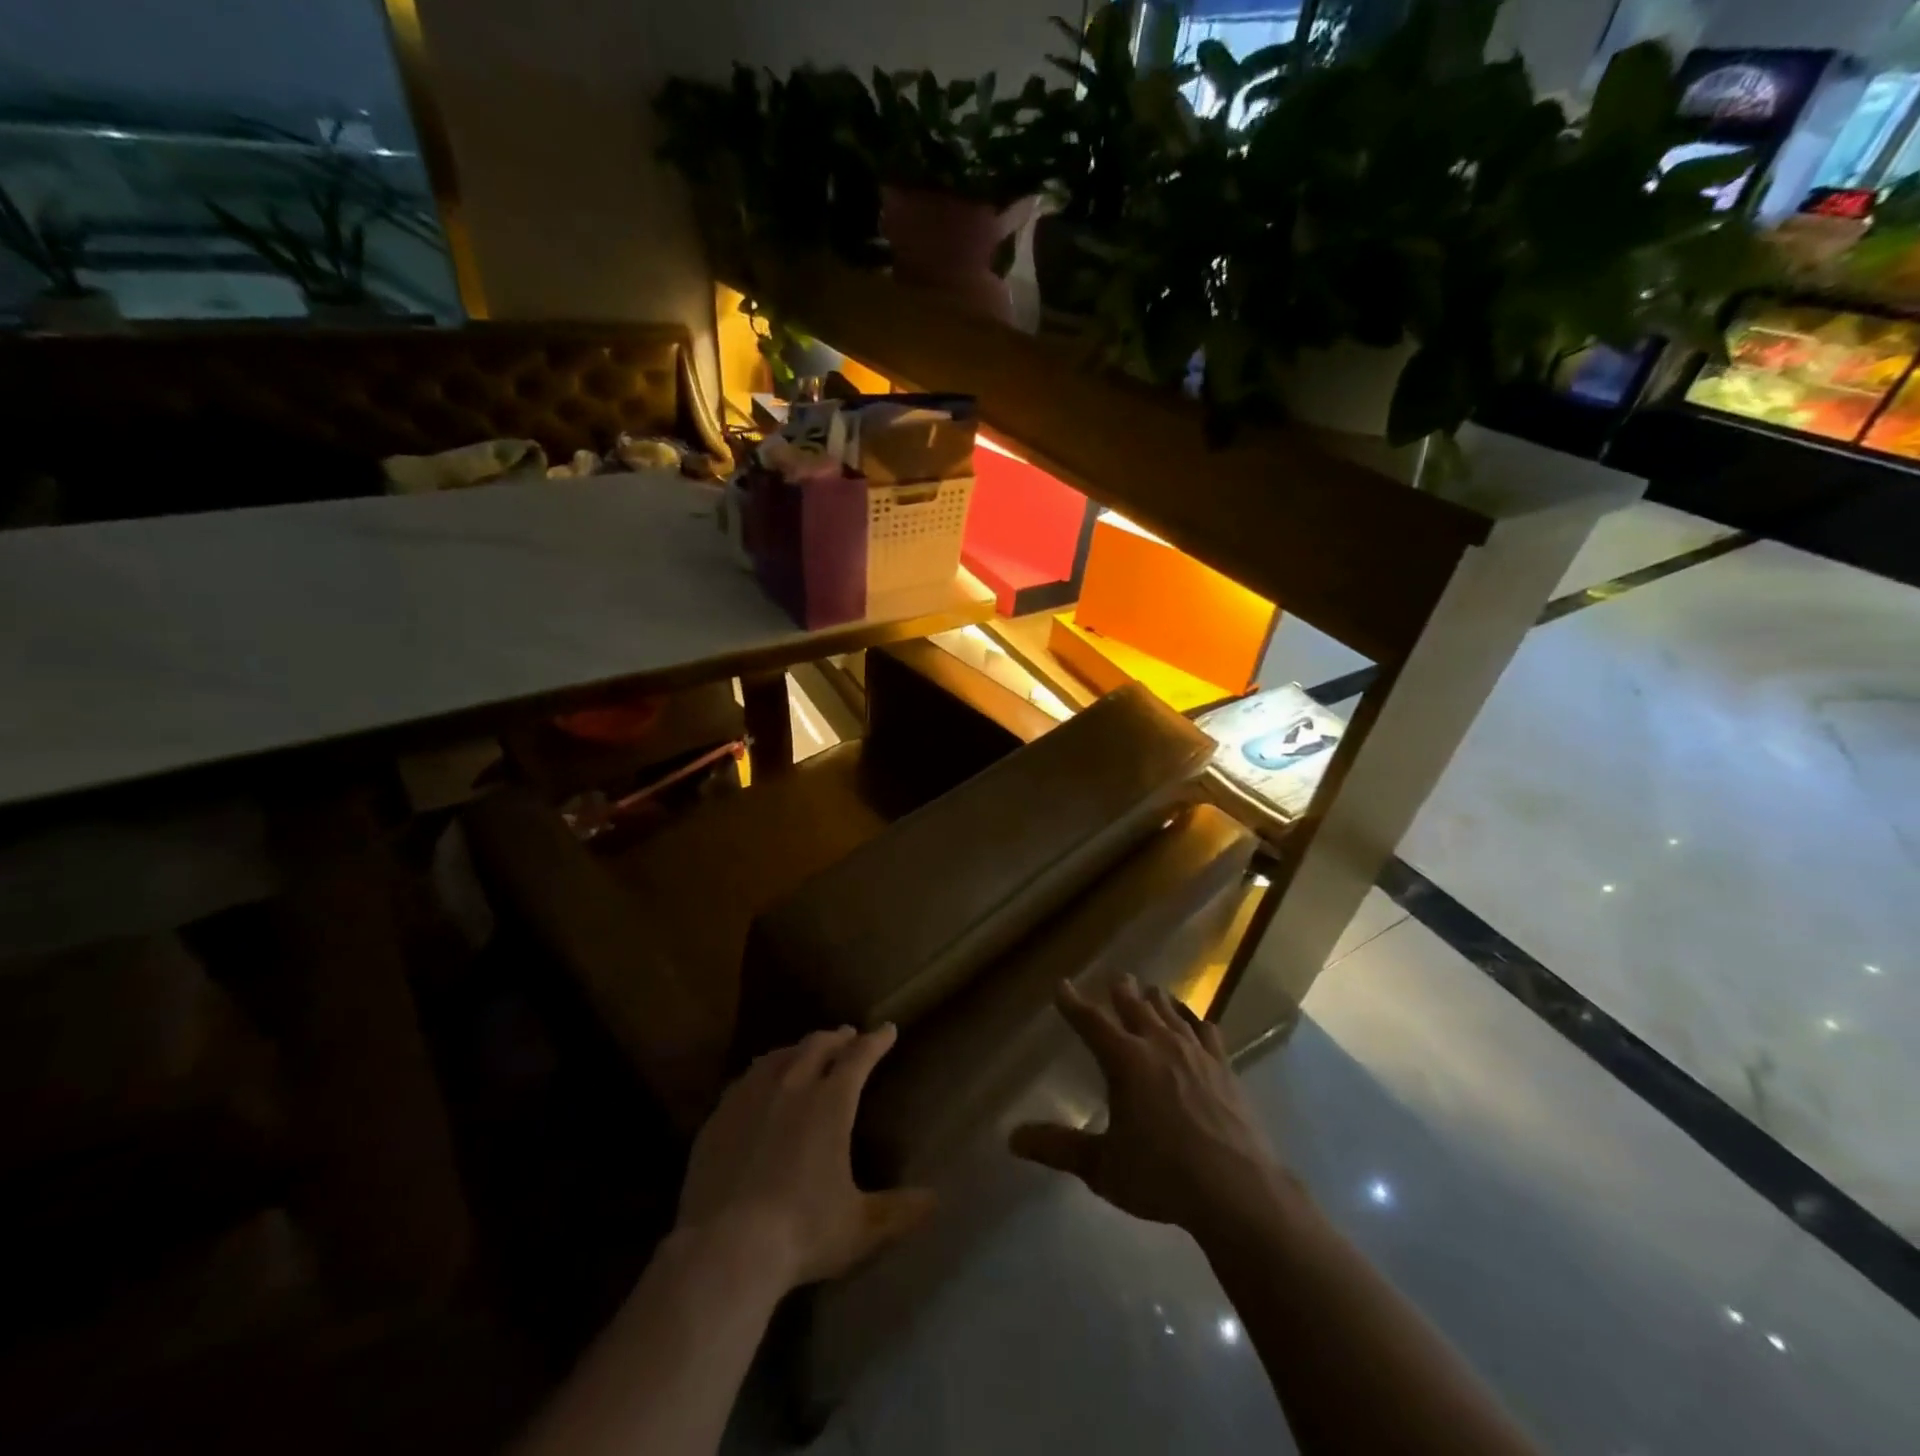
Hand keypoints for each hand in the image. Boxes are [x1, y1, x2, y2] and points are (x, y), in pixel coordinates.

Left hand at [675, 1024, 935, 1290]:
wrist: (724, 1248)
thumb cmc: (802, 1232)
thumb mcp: (859, 1228)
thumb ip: (898, 1211)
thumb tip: (935, 1200)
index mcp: (831, 1103)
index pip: (859, 1057)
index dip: (876, 1041)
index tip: (887, 1030)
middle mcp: (792, 1086)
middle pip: (818, 1046)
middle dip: (837, 1038)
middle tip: (848, 1036)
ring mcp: (751, 1097)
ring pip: (780, 1056)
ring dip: (799, 1049)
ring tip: (806, 1051)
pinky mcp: (719, 1116)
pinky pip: (746, 1079)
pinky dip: (763, 1071)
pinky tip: (760, 1082)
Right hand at [1010, 976, 1287, 1241]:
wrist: (1238, 1190)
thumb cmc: (1163, 1176)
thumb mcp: (1103, 1168)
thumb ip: (1059, 1148)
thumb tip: (1012, 1139)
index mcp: (1125, 1060)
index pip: (1091, 1022)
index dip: (1073, 1003)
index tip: (1062, 985)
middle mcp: (1158, 1045)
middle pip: (1135, 1006)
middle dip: (1122, 991)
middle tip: (1116, 977)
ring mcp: (1196, 1053)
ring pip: (1171, 1013)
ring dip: (1157, 1000)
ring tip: (1151, 989)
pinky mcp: (1225, 1068)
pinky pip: (1207, 1032)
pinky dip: (1196, 1021)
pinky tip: (1197, 1021)